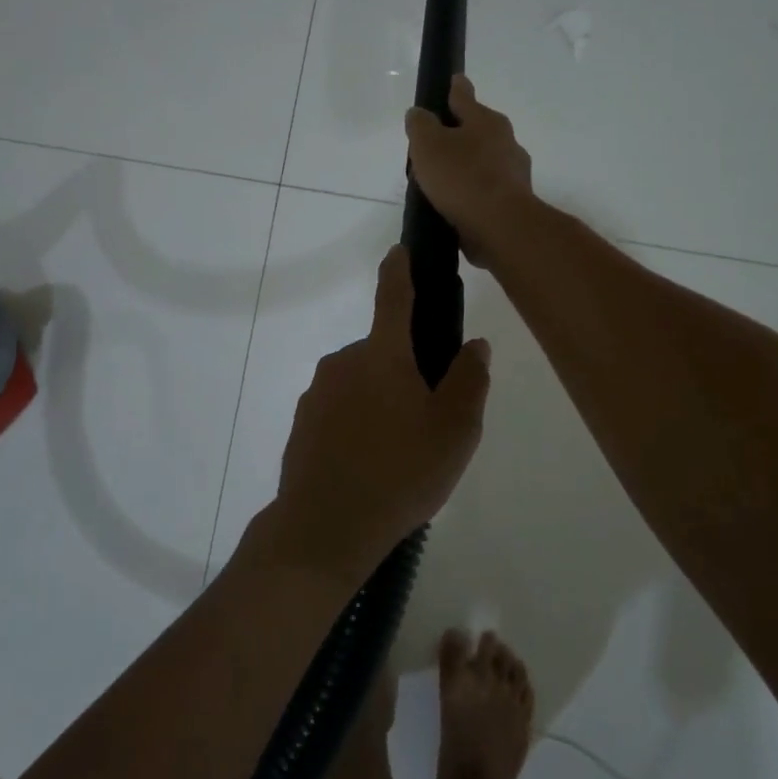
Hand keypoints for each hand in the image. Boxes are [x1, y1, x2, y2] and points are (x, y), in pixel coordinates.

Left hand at [265, 246, 490, 582]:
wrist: (324, 529)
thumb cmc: (399, 474)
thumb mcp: (454, 431)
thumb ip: (469, 381)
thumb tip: (474, 345)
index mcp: (382, 354)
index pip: (394, 296)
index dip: (400, 270)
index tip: (400, 249)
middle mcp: (343, 362)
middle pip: (385, 352)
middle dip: (407, 371)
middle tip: (430, 420)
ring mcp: (317, 393)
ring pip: (363, 384)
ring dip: (383, 402)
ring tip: (401, 454)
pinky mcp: (303, 424)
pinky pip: (341, 411)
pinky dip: (359, 425)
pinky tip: (371, 465)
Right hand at [404, 75, 533, 266]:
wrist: (500, 226)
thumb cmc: (462, 178)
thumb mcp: (428, 144)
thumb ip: (420, 125)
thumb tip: (418, 114)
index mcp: (486, 121)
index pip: (465, 96)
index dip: (454, 88)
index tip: (453, 80)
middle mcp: (505, 141)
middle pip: (476, 130)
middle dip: (457, 133)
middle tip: (432, 143)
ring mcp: (512, 173)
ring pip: (482, 161)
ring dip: (464, 166)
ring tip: (438, 180)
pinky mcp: (512, 202)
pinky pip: (485, 189)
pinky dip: (470, 192)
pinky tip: (454, 204)